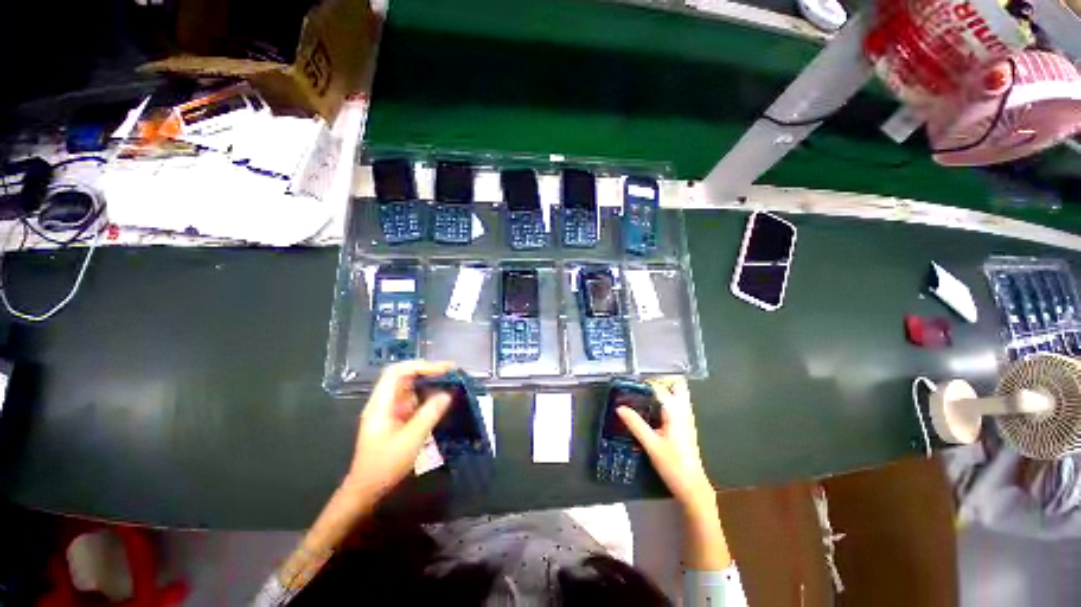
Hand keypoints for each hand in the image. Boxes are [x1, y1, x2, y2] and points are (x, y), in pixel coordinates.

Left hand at [344, 360, 454, 501]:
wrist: (366, 490)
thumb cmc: (385, 465)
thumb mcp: (411, 440)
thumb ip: (429, 414)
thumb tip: (447, 394)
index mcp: (381, 404)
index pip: (398, 372)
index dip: (421, 366)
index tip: (444, 370)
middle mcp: (384, 402)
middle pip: (404, 376)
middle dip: (428, 371)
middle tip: (452, 373)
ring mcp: (390, 410)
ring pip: (410, 387)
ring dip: (429, 382)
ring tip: (450, 382)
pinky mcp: (397, 419)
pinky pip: (414, 400)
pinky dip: (428, 396)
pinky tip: (441, 399)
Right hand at [617, 377, 713, 509]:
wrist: (692, 486)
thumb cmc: (672, 465)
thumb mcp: (650, 444)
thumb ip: (635, 424)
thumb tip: (619, 408)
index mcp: (675, 412)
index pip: (660, 388)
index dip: (646, 383)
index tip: (631, 384)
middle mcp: (684, 411)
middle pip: (677, 385)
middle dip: (662, 380)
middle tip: (643, 384)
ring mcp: (688, 418)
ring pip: (680, 394)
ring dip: (666, 389)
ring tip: (646, 393)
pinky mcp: (687, 426)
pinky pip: (679, 404)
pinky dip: (669, 399)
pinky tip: (655, 409)